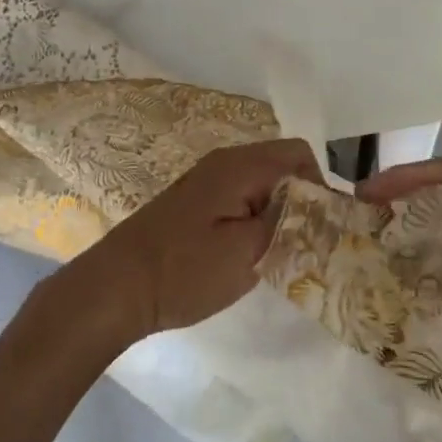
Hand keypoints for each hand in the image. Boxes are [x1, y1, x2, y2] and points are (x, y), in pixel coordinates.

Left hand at [67, 139, 323, 345]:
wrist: (116, 286)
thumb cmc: (184, 271)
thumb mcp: (247, 253)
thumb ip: (288, 223)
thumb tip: (316, 206)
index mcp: (240, 165)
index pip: (300, 154)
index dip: (321, 187)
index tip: (324, 228)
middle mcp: (225, 162)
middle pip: (282, 165)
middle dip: (301, 200)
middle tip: (306, 243)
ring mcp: (207, 180)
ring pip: (262, 184)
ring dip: (278, 211)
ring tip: (282, 252)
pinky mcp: (196, 201)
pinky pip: (241, 197)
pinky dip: (256, 217)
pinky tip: (250, 252)